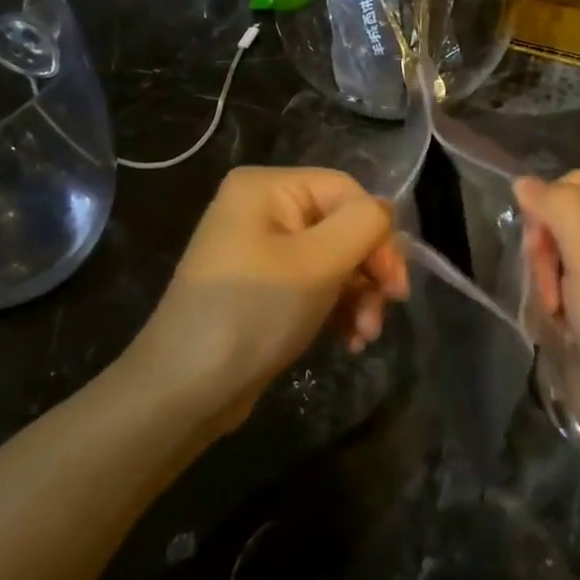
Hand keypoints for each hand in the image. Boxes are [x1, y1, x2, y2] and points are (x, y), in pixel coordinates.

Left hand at [148, 167, 408, 425]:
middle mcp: (262, 208)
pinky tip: (349, 340)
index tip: (395, 287)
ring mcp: (260, 249)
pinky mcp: (263, 287)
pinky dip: (337, 308)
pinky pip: (315, 283)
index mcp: (267, 188)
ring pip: (334, 259)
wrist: (184, 391)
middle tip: (384, 312)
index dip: (378, 234)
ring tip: (365, 336)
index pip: (347, 192)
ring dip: (359, 295)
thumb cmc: (253, 314)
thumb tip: (385, 214)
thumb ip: (364, 225)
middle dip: (369, 271)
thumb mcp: (318, 263)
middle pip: (342, 225)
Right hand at [515, 171, 579, 475]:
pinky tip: (561, 338)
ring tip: (559, 323)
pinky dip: (553, 316)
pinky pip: (560, 300)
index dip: (549, 208)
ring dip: (547, 291)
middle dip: (546, 256)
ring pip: (554, 264)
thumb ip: (559, 209)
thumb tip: (524, 182)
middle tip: (553, 294)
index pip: (577, 185)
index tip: (541, 248)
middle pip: (562, 224)